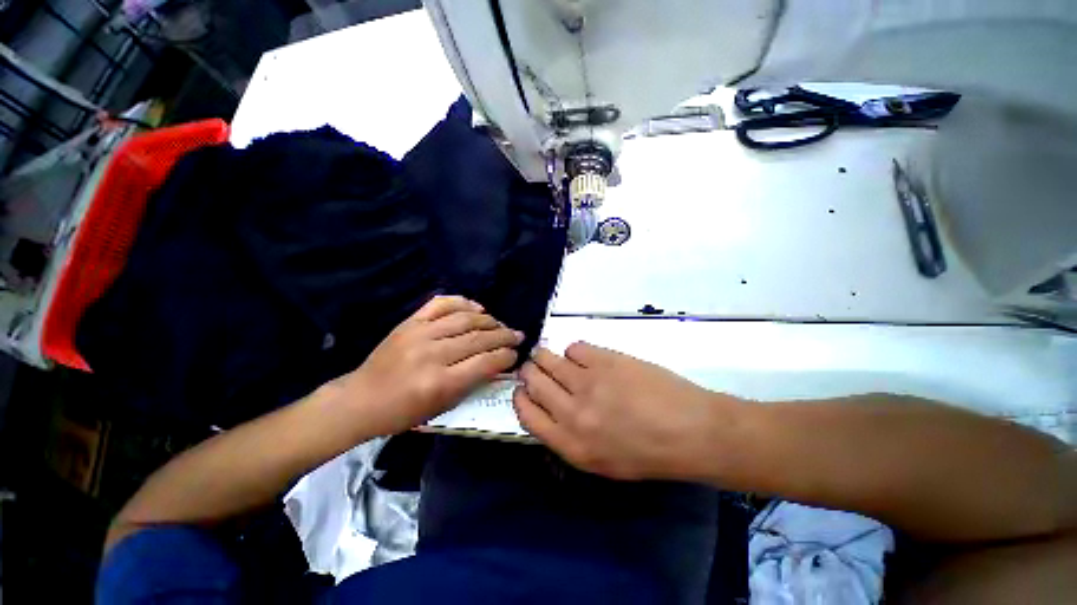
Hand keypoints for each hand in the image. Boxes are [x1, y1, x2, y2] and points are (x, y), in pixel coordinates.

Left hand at [331, 296, 521, 435]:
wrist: (361, 399)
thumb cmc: (403, 412)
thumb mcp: (442, 407)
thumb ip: (472, 383)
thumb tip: (497, 363)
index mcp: (440, 382)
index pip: (485, 363)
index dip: (505, 356)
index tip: (516, 354)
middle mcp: (432, 354)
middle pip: (478, 338)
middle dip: (503, 336)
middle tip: (517, 335)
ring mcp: (419, 333)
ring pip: (464, 319)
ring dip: (488, 320)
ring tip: (500, 324)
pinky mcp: (410, 322)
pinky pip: (441, 304)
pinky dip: (462, 302)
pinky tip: (477, 307)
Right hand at [514, 343, 743, 480]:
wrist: (690, 431)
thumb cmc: (648, 453)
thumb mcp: (601, 462)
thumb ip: (568, 437)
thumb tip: (548, 408)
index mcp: (569, 444)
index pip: (525, 412)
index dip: (521, 396)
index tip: (524, 388)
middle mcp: (572, 412)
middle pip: (532, 380)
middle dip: (530, 371)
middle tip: (537, 367)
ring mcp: (587, 382)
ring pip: (548, 358)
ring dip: (546, 355)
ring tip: (554, 357)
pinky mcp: (604, 360)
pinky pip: (574, 347)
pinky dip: (575, 351)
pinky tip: (587, 359)